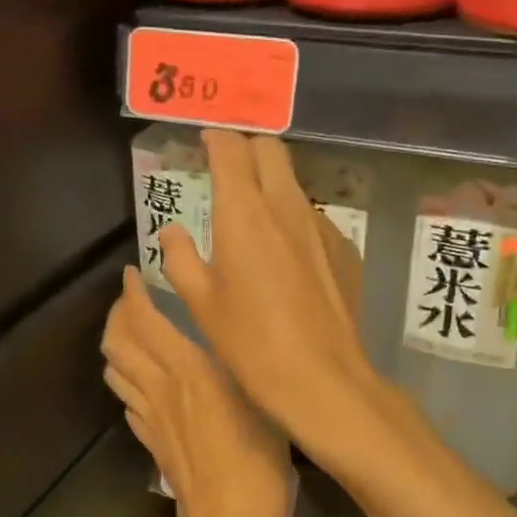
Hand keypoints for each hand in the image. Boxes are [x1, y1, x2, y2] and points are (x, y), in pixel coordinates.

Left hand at [101, 266, 289, 516]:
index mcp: (189, 371)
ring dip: (116, 346)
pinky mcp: (153, 445)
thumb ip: (239, 366)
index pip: (145, 322)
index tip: (132, 273)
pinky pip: (128, 403)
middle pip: (118, 344)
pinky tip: (142, 384)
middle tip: (130, 299)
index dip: (132, 295)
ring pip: (116, 372)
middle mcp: (161, 389)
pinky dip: (127, 382)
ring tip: (131, 333)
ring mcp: (151, 420)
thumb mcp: (260, 399)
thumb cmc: (259, 460)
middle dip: (117, 315)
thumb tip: (227, 341)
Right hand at [158, 131, 381, 460]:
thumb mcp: (200, 302)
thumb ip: (180, 257)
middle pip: (270, 149)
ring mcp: (320, 225)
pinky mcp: (344, 248)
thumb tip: (172, 232)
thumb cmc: (249, 342)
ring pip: (294, 182)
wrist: (321, 377)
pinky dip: (293, 218)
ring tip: (253, 215)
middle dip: (246, 148)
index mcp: (243, 213)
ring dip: (271, 183)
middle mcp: (285, 206)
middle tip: (227, 168)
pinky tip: (286, 256)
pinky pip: (313, 216)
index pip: (231, 149)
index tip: (203, 142)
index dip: (215, 139)